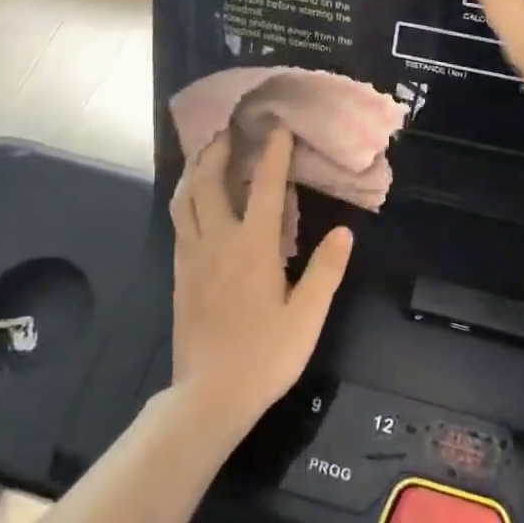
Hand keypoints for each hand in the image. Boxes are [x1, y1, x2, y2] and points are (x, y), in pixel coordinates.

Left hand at [168, 127, 353, 440]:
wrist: (209, 396)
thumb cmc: (265, 356)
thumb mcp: (307, 317)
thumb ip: (325, 271)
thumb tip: (345, 232)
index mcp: (252, 247)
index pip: (265, 188)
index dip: (274, 154)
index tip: (279, 127)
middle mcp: (217, 241)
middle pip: (209, 181)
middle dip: (219, 148)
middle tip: (229, 127)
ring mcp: (192, 255)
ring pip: (185, 198)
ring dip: (195, 169)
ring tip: (206, 153)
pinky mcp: (179, 272)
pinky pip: (178, 221)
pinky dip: (185, 197)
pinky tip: (194, 200)